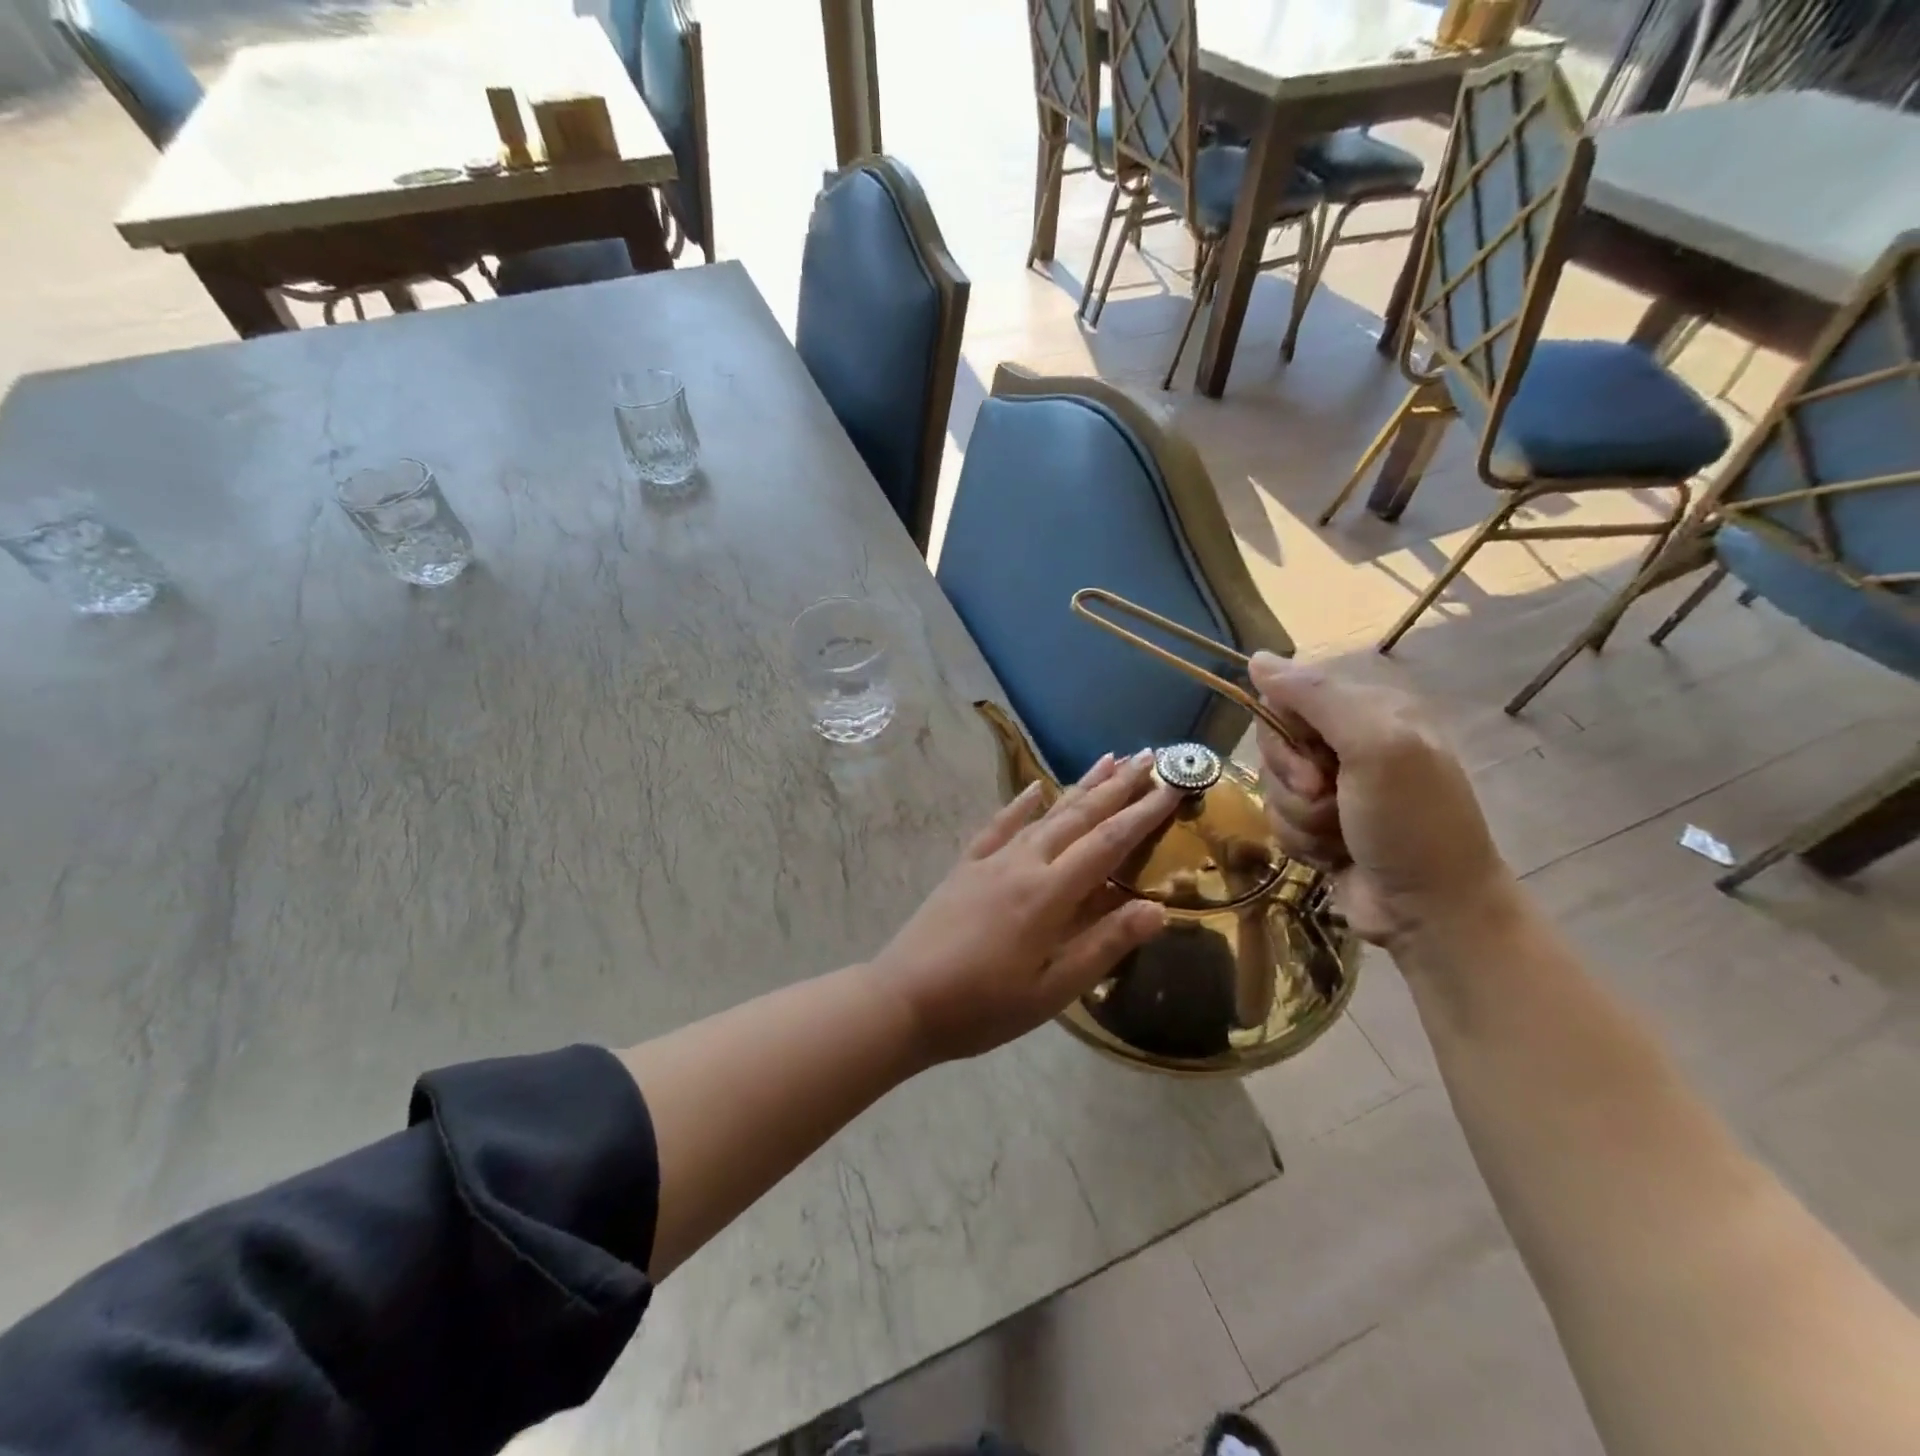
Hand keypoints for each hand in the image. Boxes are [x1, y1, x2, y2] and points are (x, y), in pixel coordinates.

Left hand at [870, 751, 1178, 1062]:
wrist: (902, 1000)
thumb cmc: (983, 1006)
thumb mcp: (1053, 991)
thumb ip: (1104, 945)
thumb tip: (1158, 909)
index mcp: (1049, 894)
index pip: (1108, 843)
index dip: (1144, 813)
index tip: (1174, 784)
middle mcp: (1023, 863)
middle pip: (1079, 816)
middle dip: (1118, 785)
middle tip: (1151, 756)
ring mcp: (991, 861)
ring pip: (1045, 814)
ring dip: (1079, 786)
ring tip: (1108, 759)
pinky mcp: (965, 866)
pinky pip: (998, 825)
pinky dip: (1020, 804)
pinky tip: (1034, 788)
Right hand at [1248, 653, 1516, 949]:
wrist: (1431, 911)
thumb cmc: (1412, 824)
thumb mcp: (1375, 747)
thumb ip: (1317, 698)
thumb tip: (1257, 659)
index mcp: (1370, 709)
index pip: (1289, 695)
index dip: (1284, 731)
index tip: (1313, 764)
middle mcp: (1350, 741)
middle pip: (1274, 741)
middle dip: (1291, 780)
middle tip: (1328, 799)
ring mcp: (1335, 785)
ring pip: (1272, 784)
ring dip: (1298, 816)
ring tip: (1337, 835)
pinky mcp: (1320, 823)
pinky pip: (1277, 817)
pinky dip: (1299, 839)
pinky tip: (1332, 853)